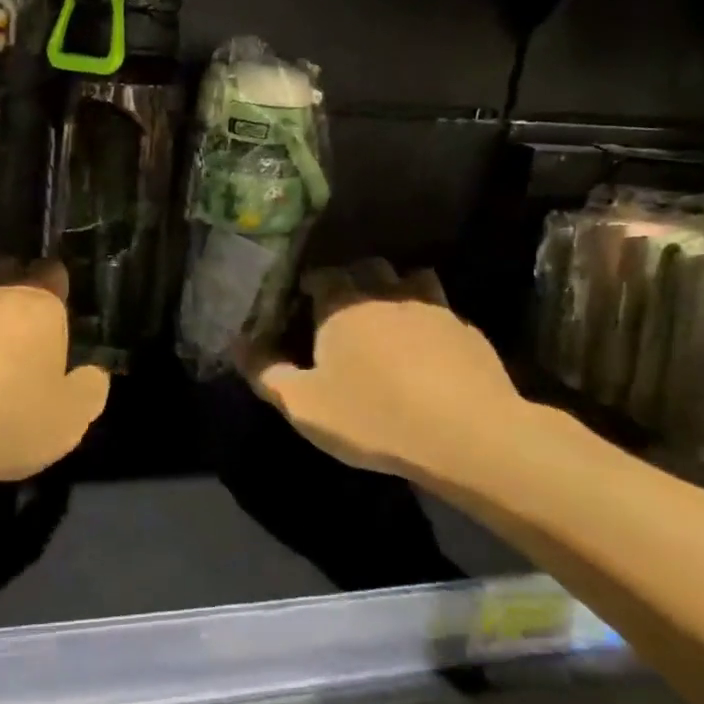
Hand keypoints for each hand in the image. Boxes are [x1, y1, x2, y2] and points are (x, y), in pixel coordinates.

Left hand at [0, 264, 109, 490]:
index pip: (52, 286)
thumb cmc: (1, 421)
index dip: (53, 295)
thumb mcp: (67, 423)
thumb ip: (88, 393)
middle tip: (5, 379)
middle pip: (4, 306)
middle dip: (7, 332)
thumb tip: (90, 375)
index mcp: (36, 309)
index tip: (47, 318)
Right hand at [246, 260, 527, 486]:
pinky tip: (427, 350)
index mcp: (342, 305)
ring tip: (388, 318)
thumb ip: (265, 372)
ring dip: (396, 291)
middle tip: (341, 310)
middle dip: (352, 280)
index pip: (321, 275)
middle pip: (366, 268)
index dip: (309, 285)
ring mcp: (432, 308)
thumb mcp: (304, 405)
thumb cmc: (372, 417)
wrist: (468, 435)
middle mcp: (386, 294)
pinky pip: (441, 312)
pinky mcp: (467, 331)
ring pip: (411, 280)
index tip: (302, 302)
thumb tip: (236, 343)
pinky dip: (429, 321)